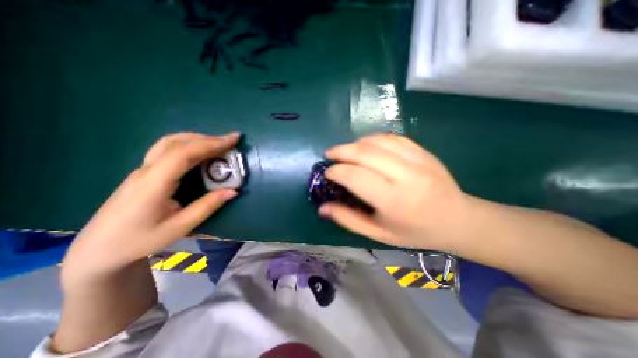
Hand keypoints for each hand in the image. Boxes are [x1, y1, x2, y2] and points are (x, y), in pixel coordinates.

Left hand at [60, 131, 240, 281]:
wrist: (98, 250)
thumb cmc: (139, 241)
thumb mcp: (179, 227)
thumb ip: (207, 206)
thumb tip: (233, 191)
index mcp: (154, 183)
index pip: (184, 154)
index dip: (211, 144)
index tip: (233, 140)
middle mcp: (147, 170)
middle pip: (177, 143)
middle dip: (207, 138)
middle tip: (231, 140)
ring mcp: (143, 170)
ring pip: (170, 143)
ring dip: (197, 139)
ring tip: (219, 144)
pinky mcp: (144, 173)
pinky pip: (167, 150)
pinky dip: (188, 145)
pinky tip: (200, 152)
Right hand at [321, 133, 469, 249]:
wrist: (457, 220)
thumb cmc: (414, 232)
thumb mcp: (378, 233)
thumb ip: (348, 219)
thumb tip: (322, 208)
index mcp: (394, 200)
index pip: (356, 176)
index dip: (336, 171)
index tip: (328, 173)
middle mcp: (406, 176)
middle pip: (365, 153)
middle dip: (342, 151)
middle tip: (330, 154)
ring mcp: (418, 160)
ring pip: (378, 141)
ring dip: (356, 143)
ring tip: (345, 150)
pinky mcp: (423, 152)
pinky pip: (393, 138)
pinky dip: (374, 139)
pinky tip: (366, 145)